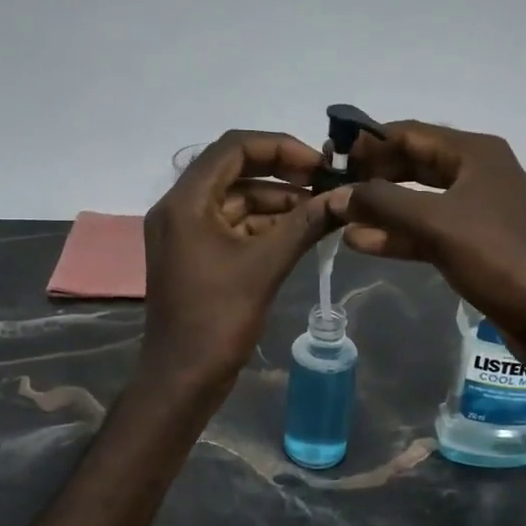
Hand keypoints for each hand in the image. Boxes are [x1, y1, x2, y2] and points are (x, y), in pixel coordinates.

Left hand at [140, 130, 334, 390]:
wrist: (182, 378)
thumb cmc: (217, 319)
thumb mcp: (265, 266)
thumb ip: (305, 224)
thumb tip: (346, 196)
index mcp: (185, 201)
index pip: (233, 147)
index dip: (280, 147)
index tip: (319, 164)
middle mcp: (180, 207)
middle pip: (234, 169)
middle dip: (282, 172)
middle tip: (324, 182)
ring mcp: (186, 232)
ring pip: (236, 198)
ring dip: (277, 200)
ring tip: (321, 209)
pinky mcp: (196, 254)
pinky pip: (233, 224)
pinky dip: (265, 224)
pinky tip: (301, 230)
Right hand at [329, 122, 525, 349]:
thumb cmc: (499, 258)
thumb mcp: (437, 223)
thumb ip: (383, 204)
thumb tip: (337, 195)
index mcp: (475, 153)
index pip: (410, 133)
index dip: (369, 143)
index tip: (331, 158)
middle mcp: (477, 173)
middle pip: (413, 164)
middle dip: (373, 176)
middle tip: (331, 189)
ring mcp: (477, 210)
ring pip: (418, 200)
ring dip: (381, 209)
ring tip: (339, 218)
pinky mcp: (475, 244)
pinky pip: (428, 230)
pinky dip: (398, 235)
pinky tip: (363, 243)